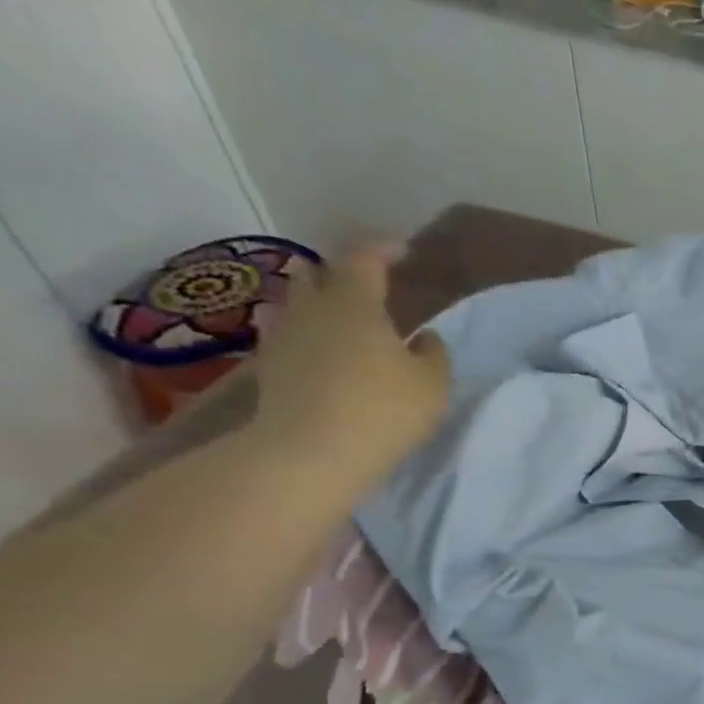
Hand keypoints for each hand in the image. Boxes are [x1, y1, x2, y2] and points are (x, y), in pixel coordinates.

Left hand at [251, 241, 450, 473]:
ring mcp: (284, 337)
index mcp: (355, 301)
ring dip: (320, 304)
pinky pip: (289, 336)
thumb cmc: (383, 410)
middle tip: (368, 286)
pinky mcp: (269, 368)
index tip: (404, 252)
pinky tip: (322, 352)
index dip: (385, 250)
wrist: (310, 453)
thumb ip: (434, 354)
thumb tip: (425, 338)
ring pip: (299, 304)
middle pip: (319, 274)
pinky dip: (309, 336)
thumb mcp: (432, 385)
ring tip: (343, 319)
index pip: (366, 258)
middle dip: (342, 274)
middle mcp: (312, 308)